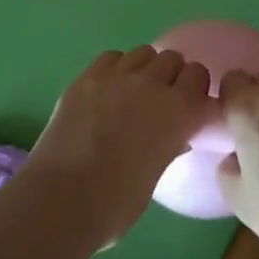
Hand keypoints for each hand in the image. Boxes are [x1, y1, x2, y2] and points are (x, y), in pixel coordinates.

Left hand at [28, 46, 215, 244]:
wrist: (59, 201)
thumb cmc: (114, 205)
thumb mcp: (155, 177)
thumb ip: (169, 148)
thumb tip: (177, 138)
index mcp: (179, 111)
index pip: (199, 77)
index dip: (195, 89)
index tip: (190, 105)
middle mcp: (153, 84)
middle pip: (174, 59)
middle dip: (172, 75)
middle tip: (162, 99)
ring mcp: (118, 76)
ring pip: (145, 52)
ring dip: (146, 68)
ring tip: (134, 91)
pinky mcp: (88, 77)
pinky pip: (112, 57)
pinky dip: (116, 68)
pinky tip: (108, 89)